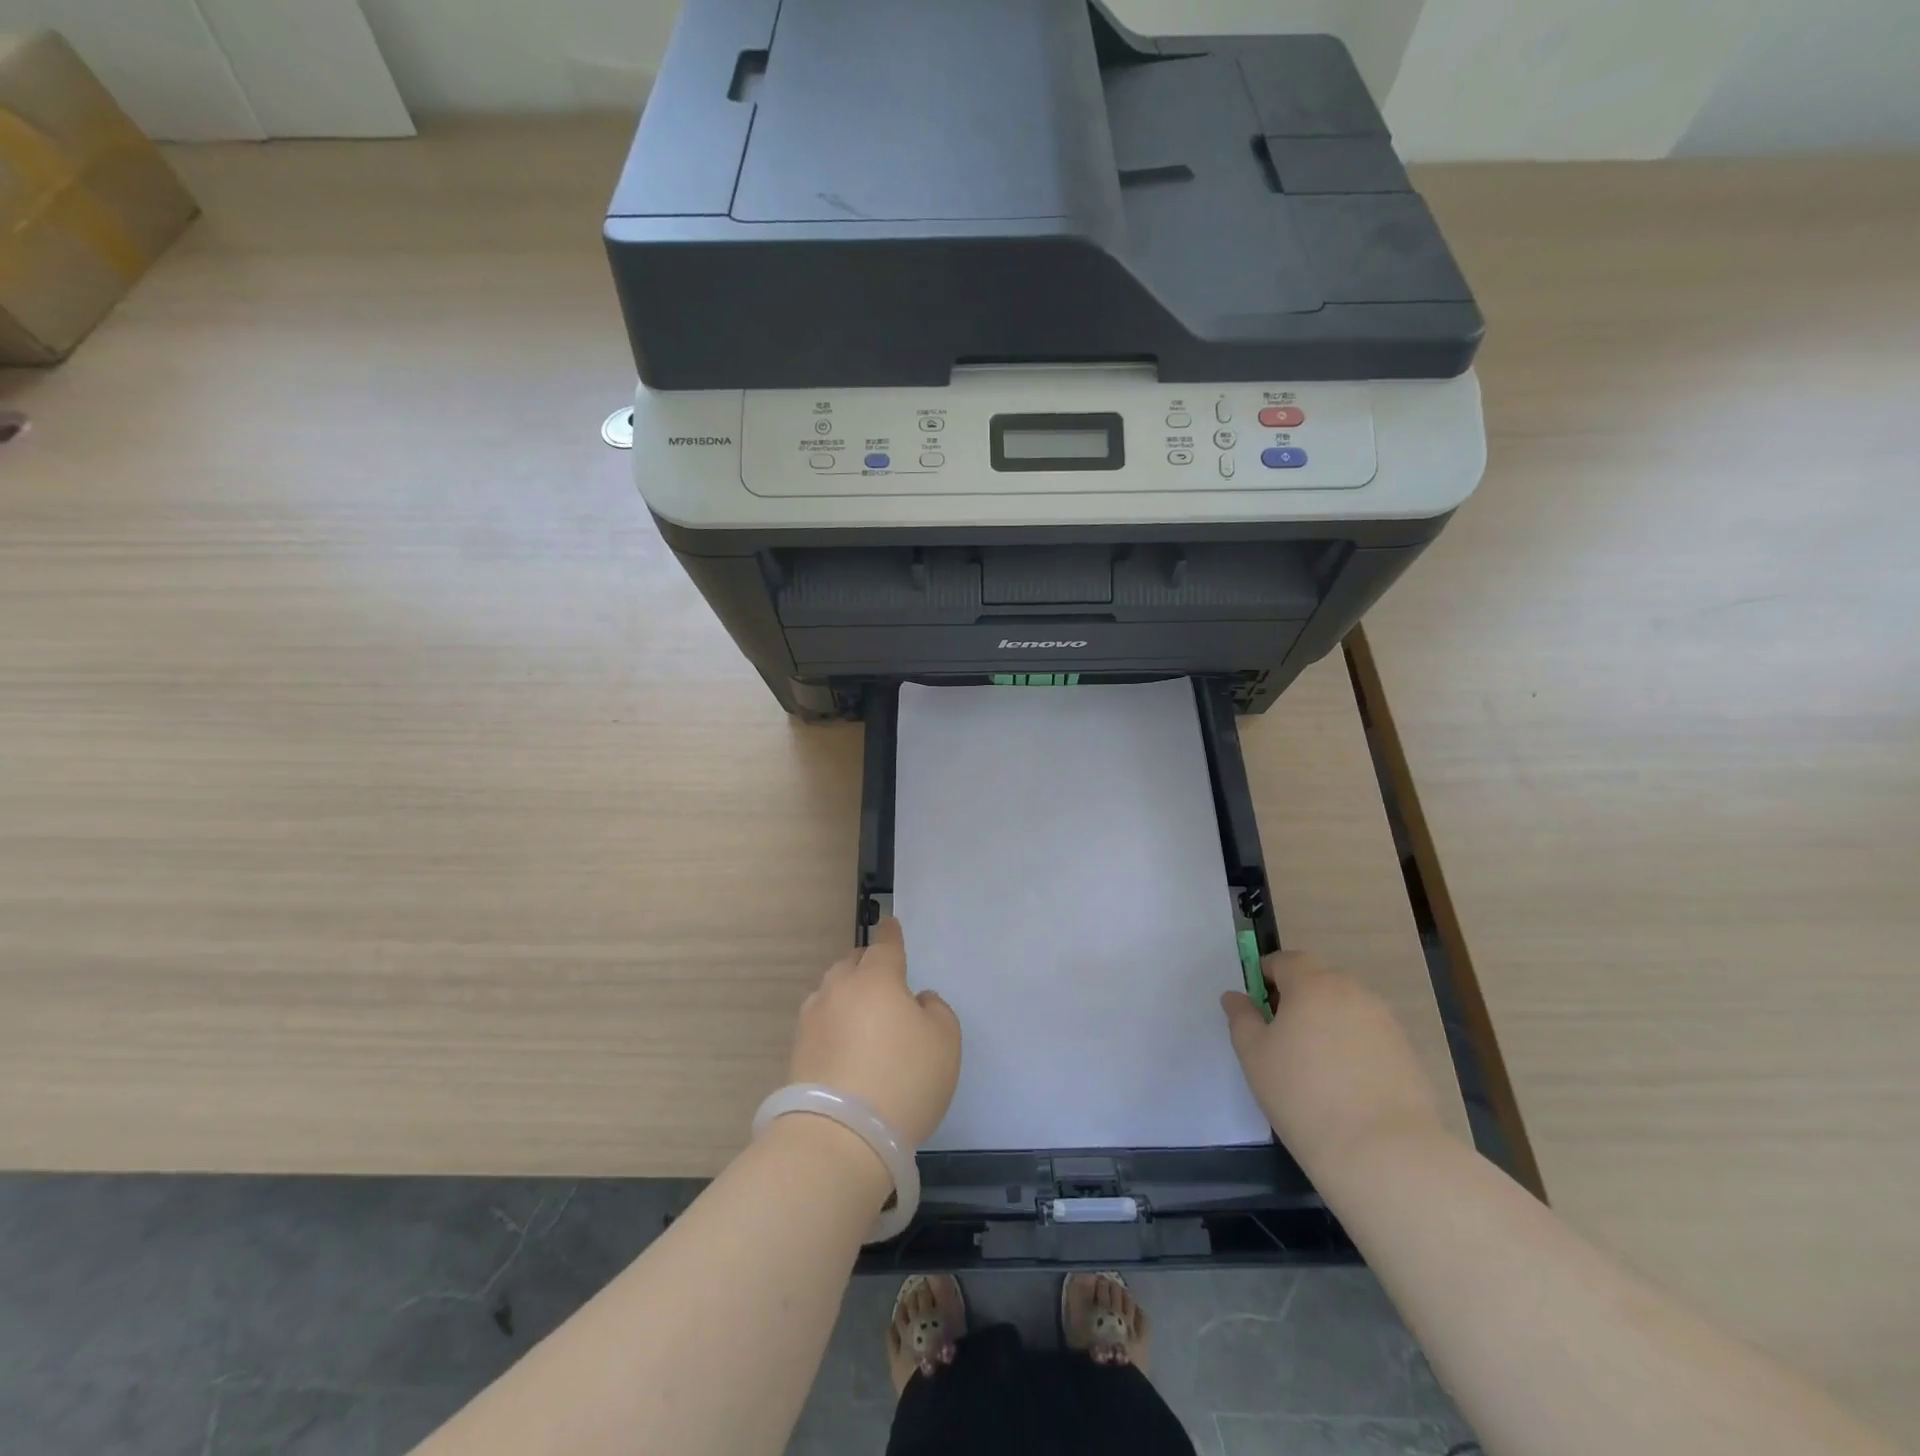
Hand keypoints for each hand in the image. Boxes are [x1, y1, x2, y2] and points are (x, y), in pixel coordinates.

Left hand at [789, 918, 960, 1148]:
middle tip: (883, 980)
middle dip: (867, 965)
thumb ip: (936, 1010)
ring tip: (862, 1017)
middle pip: (852, 964)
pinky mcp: (797, 1051)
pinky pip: (821, 1024)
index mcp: (877, 978)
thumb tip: (916, 1002)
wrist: (840, 1135)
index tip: (890, 923)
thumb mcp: (945, 1041)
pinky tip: (845, 1047)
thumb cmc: (904, 1079)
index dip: (891, 934)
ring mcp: (813, 1019)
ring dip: (847, 996)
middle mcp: (839, 989)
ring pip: (832, 992)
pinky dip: (834, 1026)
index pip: (885, 945)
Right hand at [1221, 951, 1444, 1176]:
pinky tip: (1345, 1086)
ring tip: (1314, 1066)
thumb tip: (1236, 996)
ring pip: (1345, 1009)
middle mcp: (1352, 992)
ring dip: (1327, 1023)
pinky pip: (1369, 1037)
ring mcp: (1385, 1022)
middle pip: (1318, 981)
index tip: (1257, 1006)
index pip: (1286, 960)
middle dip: (1298, 999)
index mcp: (1312, 984)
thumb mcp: (1254, 1055)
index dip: (1267, 976)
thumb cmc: (1303, 1094)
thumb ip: (1242, 1018)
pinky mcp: (1408, 1054)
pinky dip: (1353, 1048)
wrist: (1383, 1152)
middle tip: (1282, 1037)